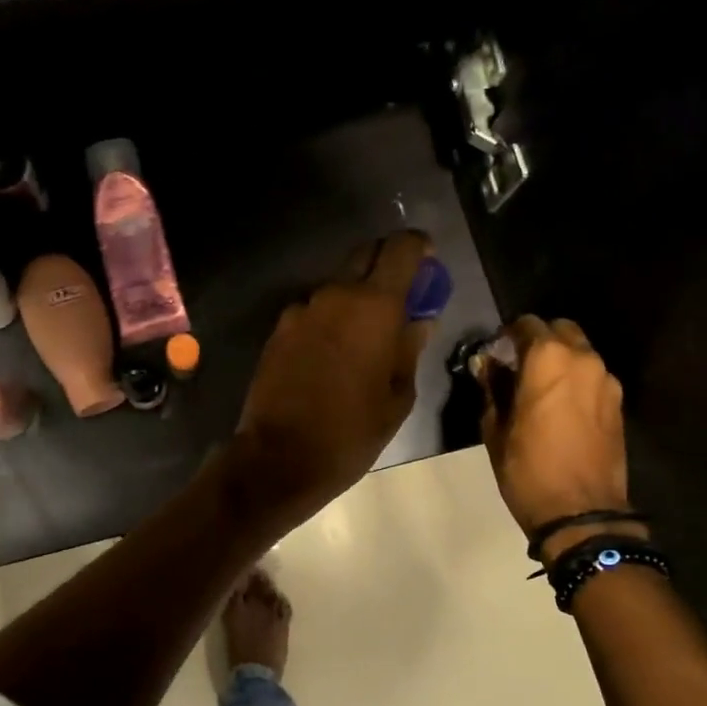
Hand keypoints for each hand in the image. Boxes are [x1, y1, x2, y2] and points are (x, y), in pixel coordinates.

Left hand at [227, 232, 435, 532]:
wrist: (280, 457)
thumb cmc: (352, 431)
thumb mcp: (398, 396)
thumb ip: (411, 348)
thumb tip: (419, 320)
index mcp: (374, 306)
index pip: (401, 248)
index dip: (418, 248)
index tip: (428, 263)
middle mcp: (335, 295)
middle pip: (365, 255)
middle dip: (387, 266)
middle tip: (401, 299)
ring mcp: (301, 311)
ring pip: (337, 287)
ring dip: (355, 298)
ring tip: (364, 338)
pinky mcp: (278, 331)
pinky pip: (312, 312)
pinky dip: (328, 320)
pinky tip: (331, 356)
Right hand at [478, 316, 641, 561]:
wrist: (582, 513)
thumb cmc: (528, 470)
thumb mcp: (496, 429)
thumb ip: (492, 388)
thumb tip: (487, 365)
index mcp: (548, 359)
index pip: (527, 325)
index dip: (507, 335)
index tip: (496, 352)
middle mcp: (583, 359)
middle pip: (560, 330)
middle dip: (539, 341)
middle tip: (519, 366)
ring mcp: (607, 381)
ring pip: (581, 353)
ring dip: (560, 360)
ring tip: (541, 388)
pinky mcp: (618, 404)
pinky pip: (594, 377)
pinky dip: (577, 380)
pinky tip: (562, 407)